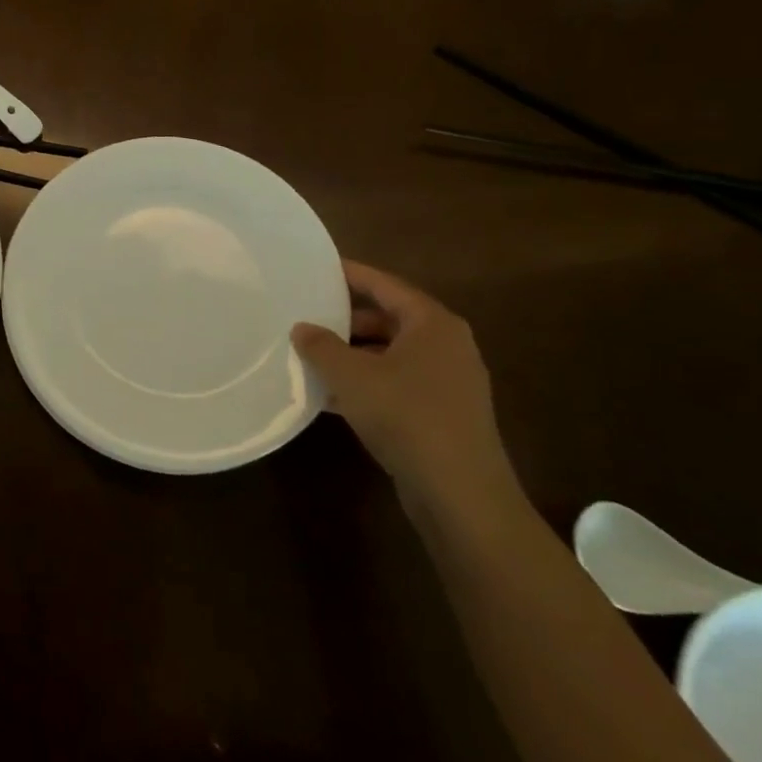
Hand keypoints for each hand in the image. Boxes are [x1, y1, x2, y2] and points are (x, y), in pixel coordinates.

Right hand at [292, 262, 515, 507]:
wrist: (459, 493)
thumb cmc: (406, 416)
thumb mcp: (351, 376)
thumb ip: (321, 346)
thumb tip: (302, 328)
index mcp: (433, 324)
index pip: (385, 285)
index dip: (350, 274)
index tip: (316, 268)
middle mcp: (446, 346)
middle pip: (388, 319)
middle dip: (345, 320)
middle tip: (305, 318)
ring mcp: (447, 382)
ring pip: (389, 355)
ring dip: (351, 356)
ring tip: (309, 357)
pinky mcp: (441, 414)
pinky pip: (395, 384)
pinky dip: (364, 384)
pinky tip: (329, 397)